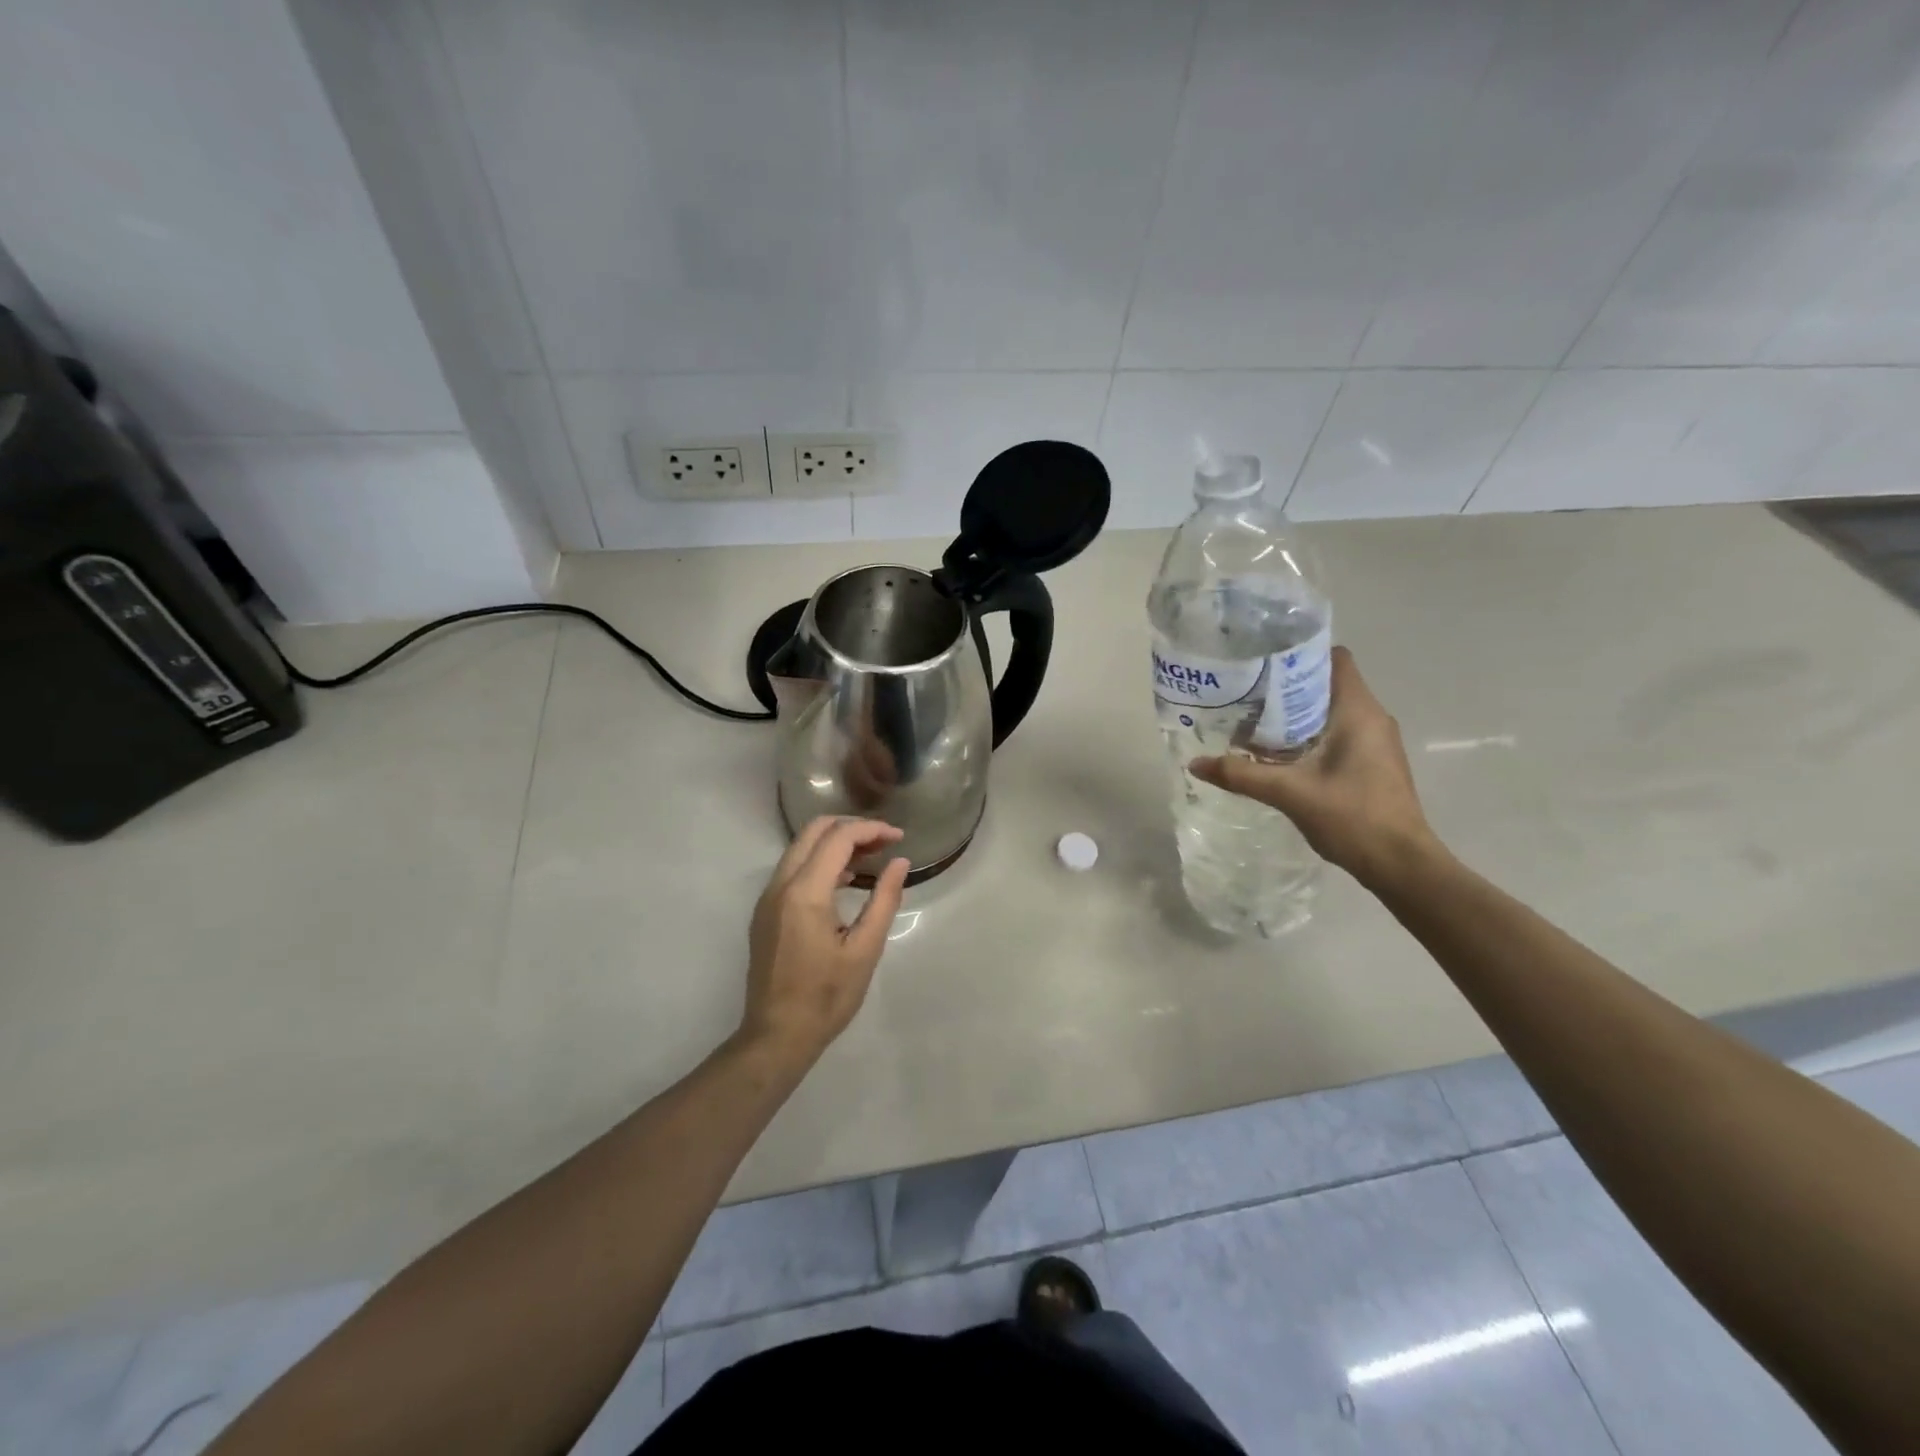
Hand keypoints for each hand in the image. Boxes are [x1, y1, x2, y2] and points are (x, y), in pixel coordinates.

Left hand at [739, 816, 909, 1064]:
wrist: (777, 1036)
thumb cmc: (827, 997)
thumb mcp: (865, 950)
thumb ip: (884, 899)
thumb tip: (900, 862)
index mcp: (805, 893)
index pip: (838, 838)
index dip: (871, 829)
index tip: (900, 837)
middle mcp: (780, 885)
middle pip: (814, 831)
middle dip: (852, 828)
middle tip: (885, 842)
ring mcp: (768, 897)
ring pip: (801, 847)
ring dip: (835, 843)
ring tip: (872, 858)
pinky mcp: (765, 911)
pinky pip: (793, 868)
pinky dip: (820, 861)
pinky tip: (846, 881)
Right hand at [1189, 647, 1442, 888]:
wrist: (1400, 864)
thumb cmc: (1353, 817)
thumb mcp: (1289, 793)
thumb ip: (1241, 775)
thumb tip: (1195, 763)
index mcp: (1358, 711)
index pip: (1334, 658)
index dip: (1299, 653)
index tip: (1262, 661)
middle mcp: (1371, 718)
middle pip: (1325, 684)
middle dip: (1285, 686)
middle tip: (1243, 693)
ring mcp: (1374, 742)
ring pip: (1328, 712)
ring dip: (1293, 715)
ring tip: (1251, 722)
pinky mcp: (1370, 763)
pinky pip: (1334, 734)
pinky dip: (1305, 736)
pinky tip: (1276, 755)